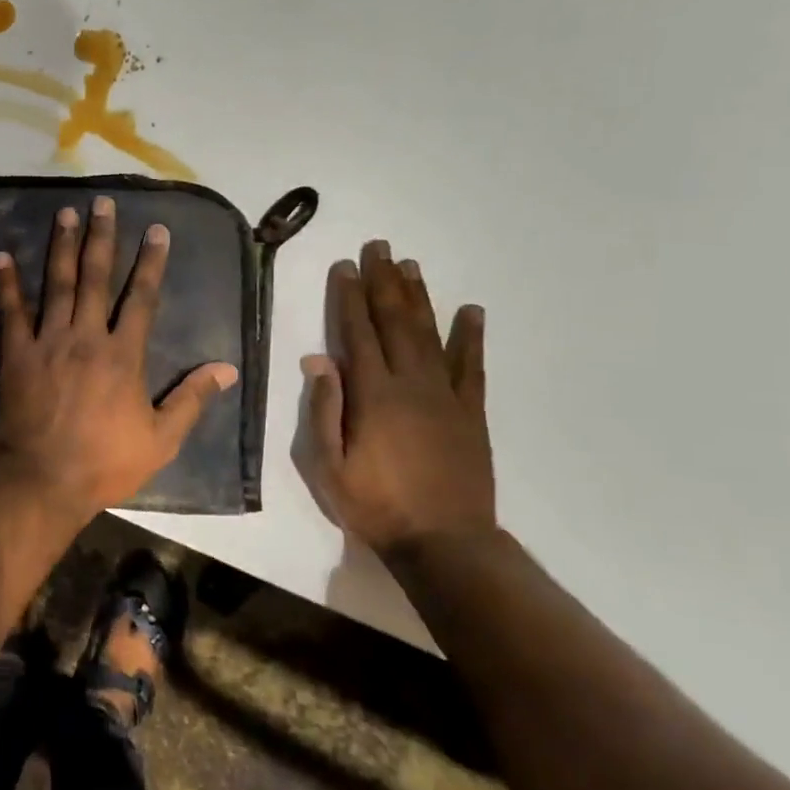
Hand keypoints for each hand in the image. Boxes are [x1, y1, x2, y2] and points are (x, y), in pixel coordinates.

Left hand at [0, 196, 239, 523]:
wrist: (43, 481)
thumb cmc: (105, 463)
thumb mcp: (161, 440)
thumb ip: (192, 400)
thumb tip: (227, 368)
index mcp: (124, 355)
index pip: (142, 298)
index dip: (151, 262)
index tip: (157, 230)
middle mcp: (86, 337)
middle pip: (97, 278)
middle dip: (102, 237)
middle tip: (103, 202)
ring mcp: (48, 342)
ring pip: (57, 284)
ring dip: (62, 247)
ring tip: (65, 213)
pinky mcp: (16, 354)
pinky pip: (11, 312)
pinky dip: (7, 283)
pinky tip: (2, 256)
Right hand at [293, 240, 494, 557]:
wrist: (445, 542)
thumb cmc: (376, 506)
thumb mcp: (329, 466)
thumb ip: (324, 410)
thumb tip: (318, 359)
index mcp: (373, 395)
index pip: (357, 333)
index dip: (349, 297)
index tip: (345, 266)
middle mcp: (411, 384)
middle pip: (395, 322)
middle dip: (384, 282)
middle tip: (379, 247)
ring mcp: (446, 396)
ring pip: (430, 334)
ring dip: (419, 297)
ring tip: (411, 265)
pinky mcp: (471, 413)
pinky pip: (472, 366)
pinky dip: (471, 336)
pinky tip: (472, 310)